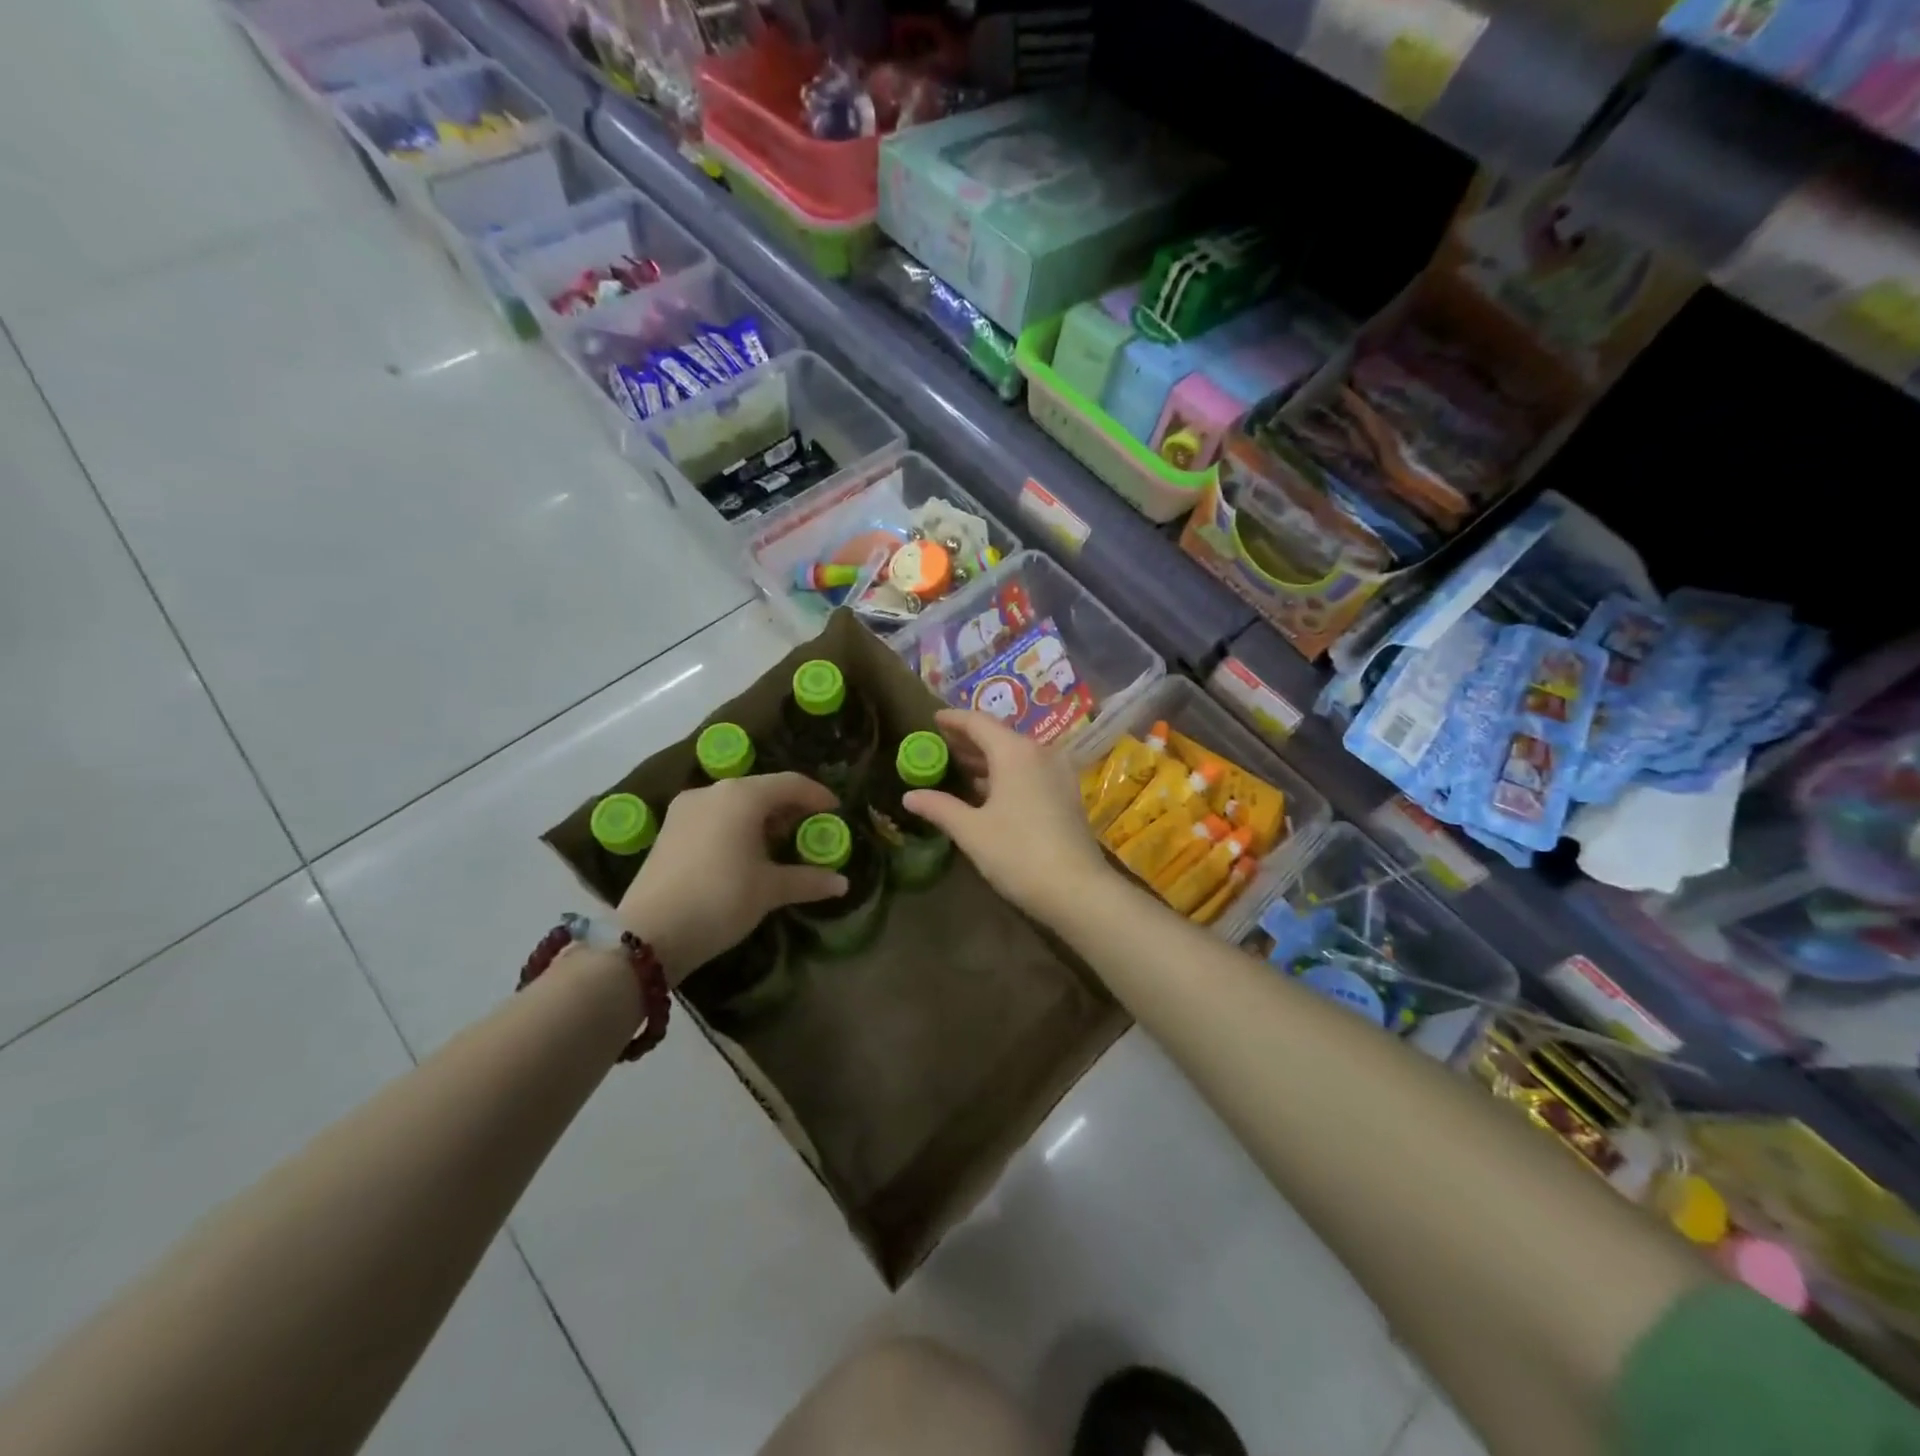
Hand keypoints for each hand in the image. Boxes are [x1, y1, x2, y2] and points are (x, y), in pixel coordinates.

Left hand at [618, 772, 846, 981]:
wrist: (648, 934)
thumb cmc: (720, 900)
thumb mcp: (770, 890)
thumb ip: (808, 880)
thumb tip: (842, 883)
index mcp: (742, 796)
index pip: (790, 783)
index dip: (817, 795)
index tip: (835, 811)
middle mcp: (713, 792)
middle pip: (762, 790)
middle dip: (789, 808)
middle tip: (809, 830)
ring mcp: (685, 810)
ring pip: (735, 803)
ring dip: (762, 818)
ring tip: (780, 845)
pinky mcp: (669, 830)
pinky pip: (714, 817)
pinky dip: (737, 827)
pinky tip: (745, 854)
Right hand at [903, 709, 1114, 927]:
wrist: (1077, 890)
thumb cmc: (1018, 853)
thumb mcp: (971, 831)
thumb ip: (940, 807)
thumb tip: (909, 796)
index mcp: (1015, 752)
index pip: (978, 722)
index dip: (954, 720)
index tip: (933, 719)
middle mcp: (1040, 752)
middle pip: (999, 736)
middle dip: (969, 741)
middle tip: (941, 745)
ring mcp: (1058, 773)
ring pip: (1017, 755)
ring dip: (988, 760)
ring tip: (960, 768)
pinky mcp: (1067, 794)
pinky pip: (1031, 771)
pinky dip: (1007, 774)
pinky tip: (990, 791)